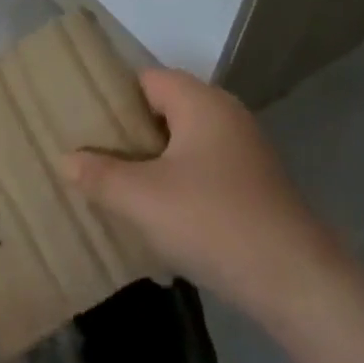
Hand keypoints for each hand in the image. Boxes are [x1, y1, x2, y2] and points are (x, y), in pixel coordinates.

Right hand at [61, 68, 336, 319]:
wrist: (297, 283)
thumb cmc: (214, 222)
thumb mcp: (143, 199)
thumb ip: (100, 175)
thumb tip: (66, 159)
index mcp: (200, 102)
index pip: (146, 79)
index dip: (112, 97)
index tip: (82, 122)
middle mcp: (225, 115)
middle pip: (164, 109)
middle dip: (128, 133)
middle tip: (91, 155)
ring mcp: (245, 151)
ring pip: (183, 143)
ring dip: (152, 161)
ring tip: (115, 185)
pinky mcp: (255, 185)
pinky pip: (203, 169)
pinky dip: (178, 182)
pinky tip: (158, 213)